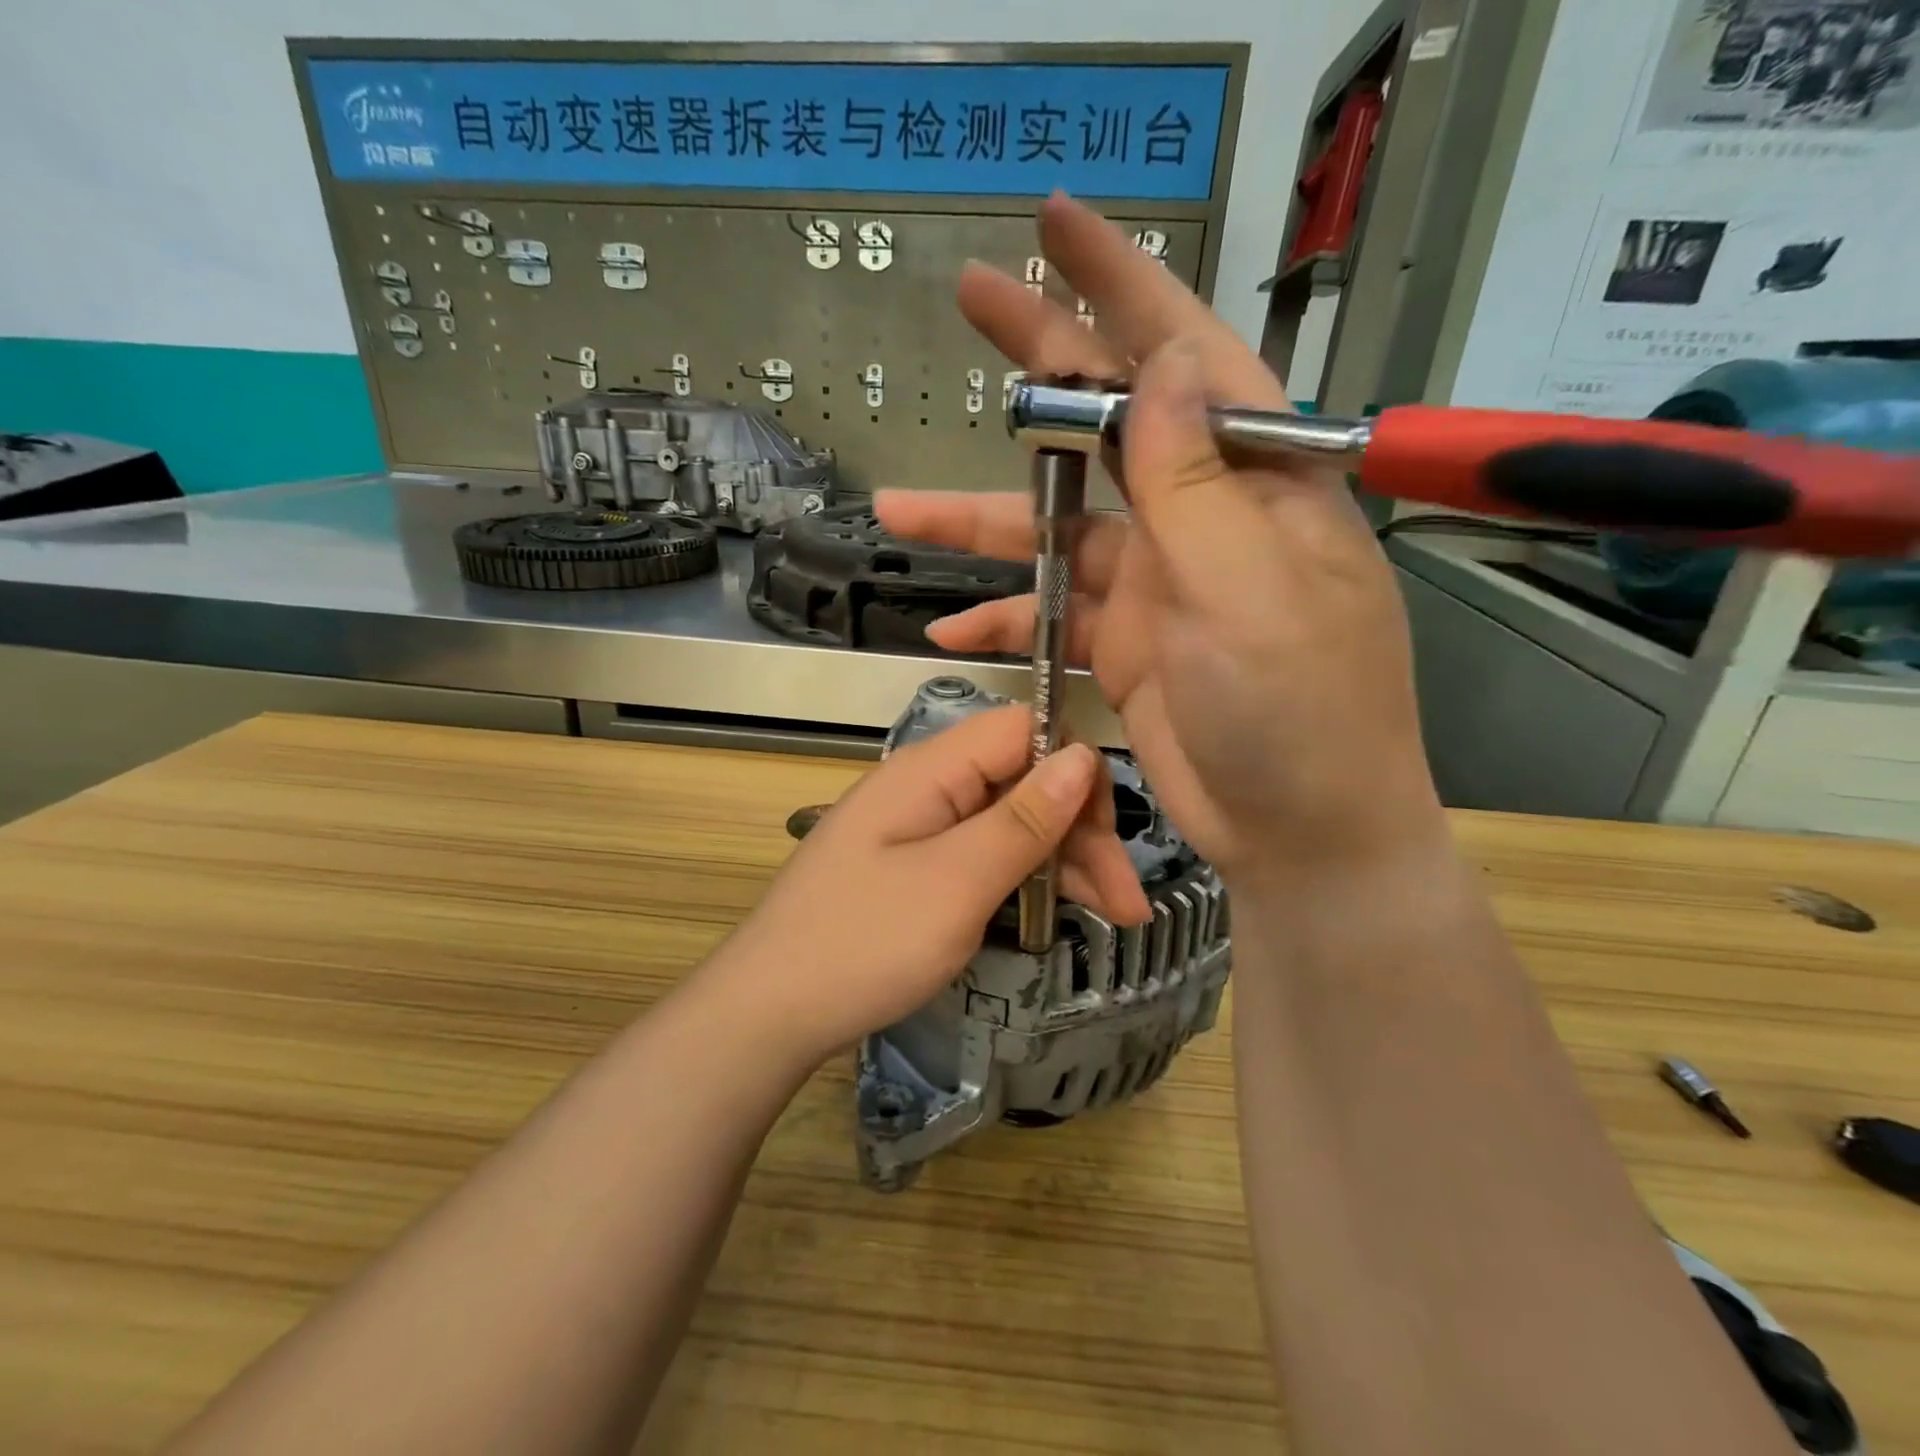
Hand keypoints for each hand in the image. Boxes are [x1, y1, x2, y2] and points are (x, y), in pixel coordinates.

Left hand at [702, 705, 1149, 1068]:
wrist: (766, 1014)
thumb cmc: (862, 944)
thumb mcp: (956, 883)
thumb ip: (1023, 819)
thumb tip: (1084, 753)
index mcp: (930, 770)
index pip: (1023, 730)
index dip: (1075, 771)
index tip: (1107, 836)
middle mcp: (925, 787)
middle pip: (1022, 781)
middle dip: (1080, 832)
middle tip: (1126, 904)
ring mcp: (918, 830)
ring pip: (1008, 823)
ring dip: (1062, 863)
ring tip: (1113, 919)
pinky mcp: (913, 869)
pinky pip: (982, 856)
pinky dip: (1023, 881)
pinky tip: (1054, 916)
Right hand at [876, 194, 1445, 883]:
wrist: (1301, 835)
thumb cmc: (1301, 713)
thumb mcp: (1251, 591)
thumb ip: (1197, 484)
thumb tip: (1161, 364)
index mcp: (1257, 484)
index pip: (1188, 356)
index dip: (1123, 284)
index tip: (1055, 226)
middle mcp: (1206, 520)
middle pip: (1109, 426)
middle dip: (1039, 367)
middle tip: (968, 303)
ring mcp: (1162, 586)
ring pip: (1058, 533)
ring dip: (980, 525)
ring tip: (898, 511)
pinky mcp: (1130, 647)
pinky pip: (1054, 617)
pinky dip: (1006, 620)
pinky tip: (953, 629)